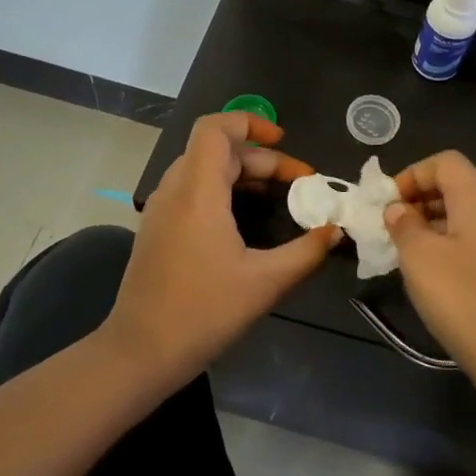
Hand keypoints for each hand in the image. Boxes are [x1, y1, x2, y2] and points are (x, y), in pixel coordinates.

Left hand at [108, 113, 339, 386]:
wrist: (139, 353)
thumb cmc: (203, 312)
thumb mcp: (265, 283)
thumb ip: (306, 252)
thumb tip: (336, 231)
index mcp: (198, 192)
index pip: (215, 128)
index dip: (250, 122)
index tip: (283, 141)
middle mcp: (175, 191)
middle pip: (217, 150)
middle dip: (261, 159)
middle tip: (300, 183)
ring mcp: (161, 210)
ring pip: (203, 169)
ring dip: (241, 173)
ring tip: (277, 195)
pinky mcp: (157, 230)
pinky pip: (192, 191)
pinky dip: (222, 190)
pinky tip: (244, 219)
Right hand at [385, 151, 475, 422]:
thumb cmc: (462, 297)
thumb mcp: (419, 257)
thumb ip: (403, 224)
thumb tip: (398, 209)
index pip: (445, 162)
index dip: (413, 174)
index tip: (388, 204)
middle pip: (455, 186)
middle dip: (418, 199)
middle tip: (390, 228)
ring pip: (462, 216)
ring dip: (430, 225)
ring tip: (403, 252)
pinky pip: (472, 241)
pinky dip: (446, 246)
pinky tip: (429, 275)